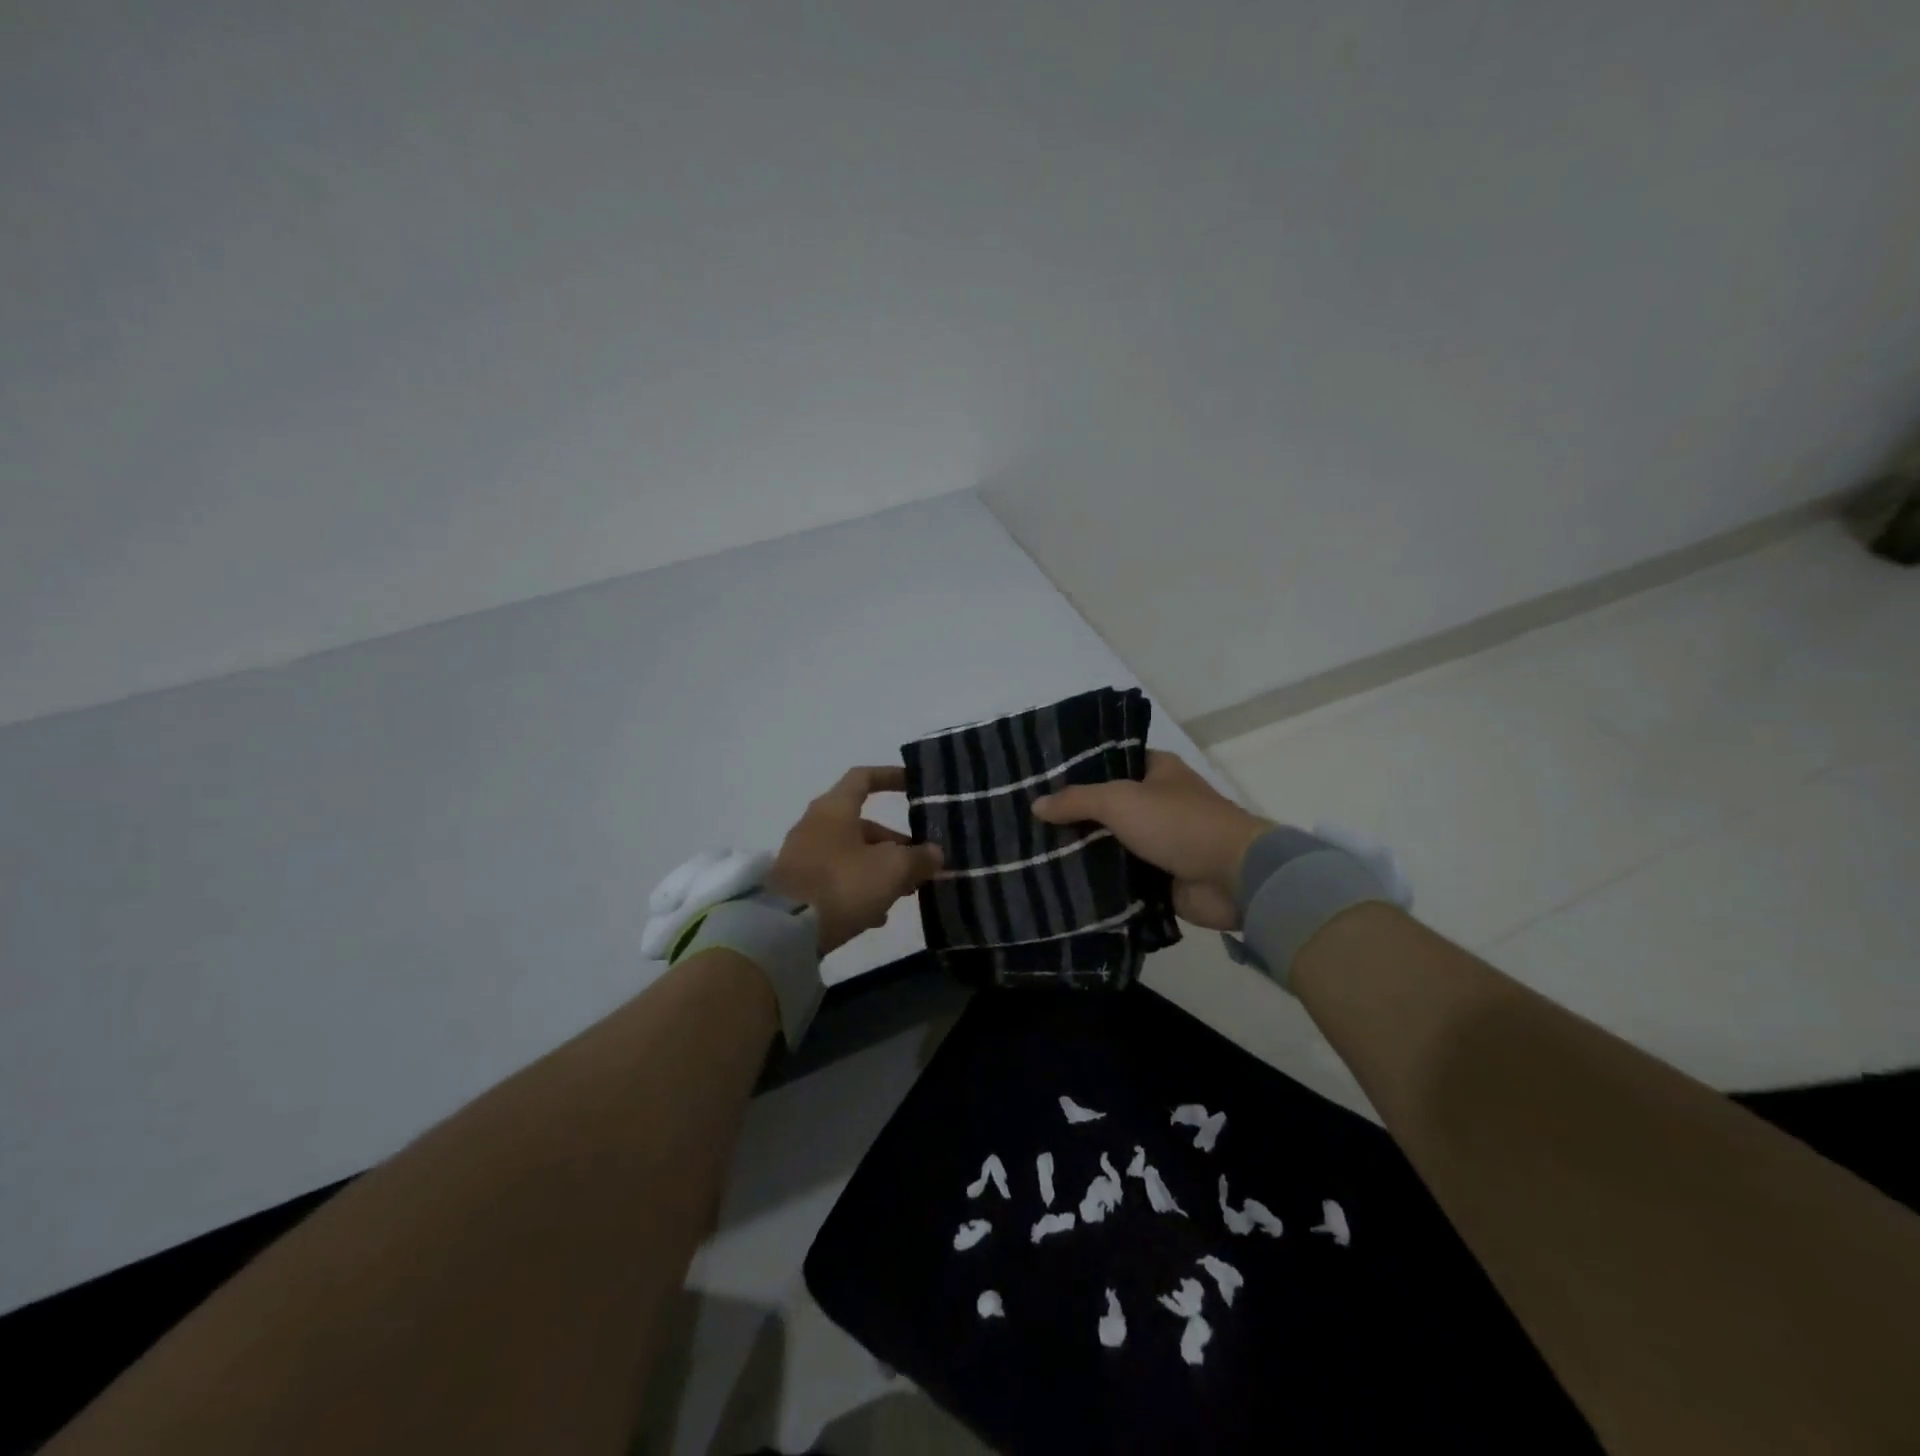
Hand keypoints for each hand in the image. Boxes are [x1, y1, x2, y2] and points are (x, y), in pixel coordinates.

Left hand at [767, 766, 944, 954]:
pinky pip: (837, 880)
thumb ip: (918, 858)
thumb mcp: (892, 869)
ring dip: (880, 870)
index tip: (914, 785)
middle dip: (895, 844)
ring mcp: (803, 857)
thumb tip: (934, 853)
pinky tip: (876, 916)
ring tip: (904, 894)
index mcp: (835, 808)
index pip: (864, 778)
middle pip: (863, 825)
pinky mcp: (798, 887)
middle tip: (920, 864)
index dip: (891, 777)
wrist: (783, 930)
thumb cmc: (842, 884)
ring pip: (852, 855)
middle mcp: (816, 825)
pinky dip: (860, 890)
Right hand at [1032, 751, 1271, 930]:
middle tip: (1027, 822)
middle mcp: (1157, 802)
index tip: (1038, 781)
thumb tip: (1036, 805)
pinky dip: (1098, 881)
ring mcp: (1159, 842)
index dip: (1076, 770)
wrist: (1233, 878)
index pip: (1108, 762)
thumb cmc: (1178, 823)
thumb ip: (1076, 800)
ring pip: (1110, 843)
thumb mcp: (1120, 800)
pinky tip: (1061, 883)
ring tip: (1033, 854)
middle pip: (1105, 806)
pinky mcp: (1159, 877)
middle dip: (1072, 816)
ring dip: (1082, 851)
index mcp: (1156, 771)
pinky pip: (1120, 876)